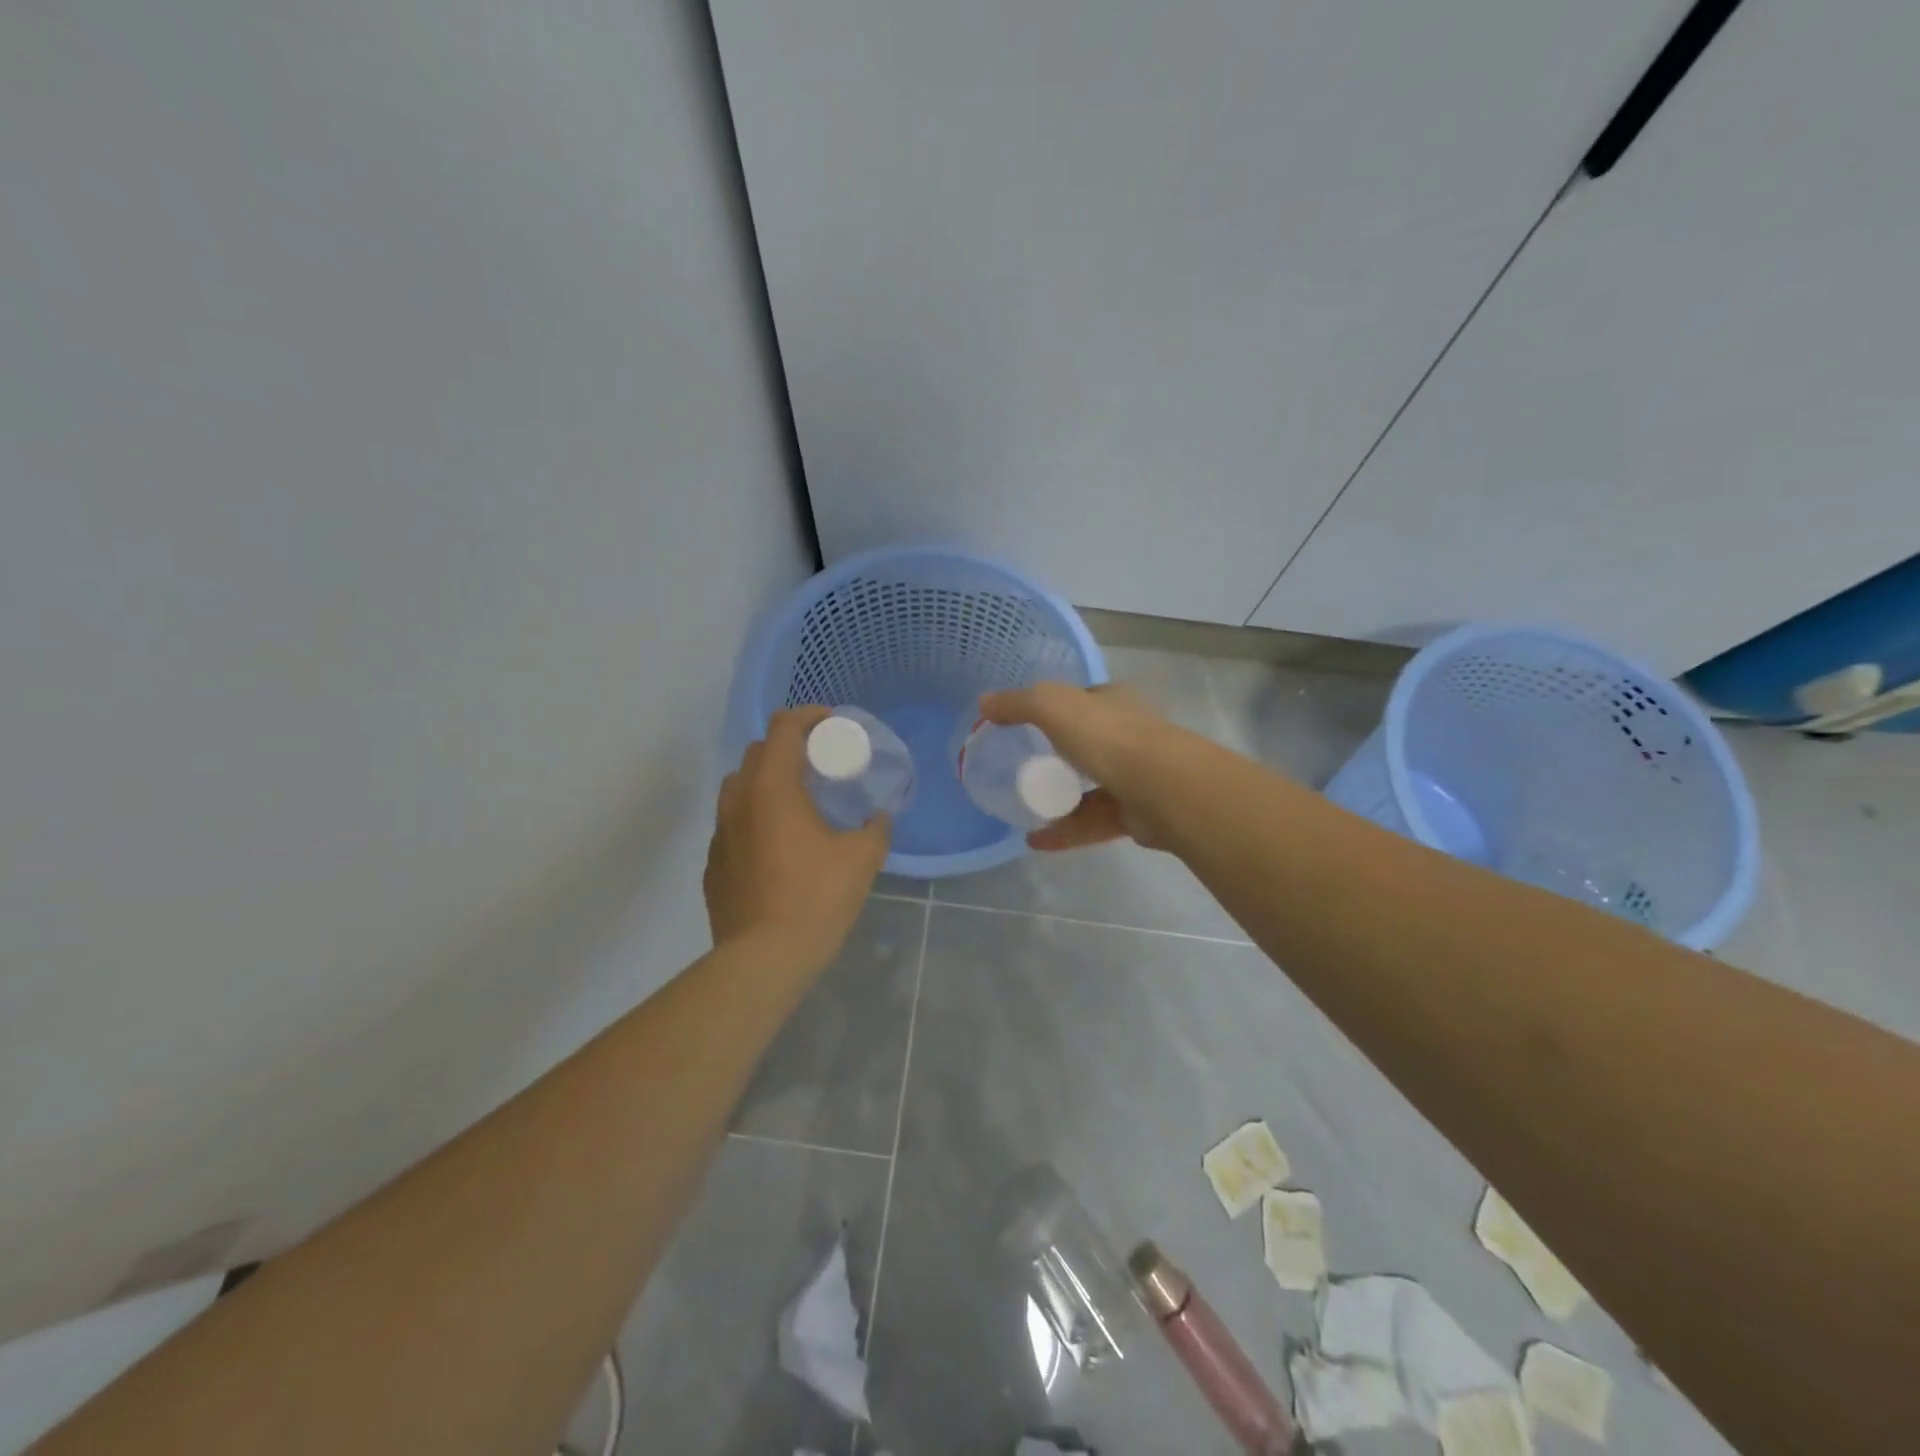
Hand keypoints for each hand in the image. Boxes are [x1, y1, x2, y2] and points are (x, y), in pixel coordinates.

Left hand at [705, 707, 890, 972]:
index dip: (808, 716)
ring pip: (739, 787)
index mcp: (772, 787)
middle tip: (819, 763)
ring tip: (796, 801)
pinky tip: (777, 844)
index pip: (783, 728)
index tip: (832, 723)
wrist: (763, 958)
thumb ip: (875, 829)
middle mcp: (738, 800)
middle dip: (788, 747)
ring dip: (767, 780)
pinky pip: (734, 823)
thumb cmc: (816, 897)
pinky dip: (755, 817)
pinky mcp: (713, 863)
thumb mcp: (861, 859)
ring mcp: (720, 832)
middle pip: (757, 752)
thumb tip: (878, 818)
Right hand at [976, 682, 1180, 850]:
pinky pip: (1093, 821)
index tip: (1026, 724)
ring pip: (1091, 787)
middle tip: (1022, 769)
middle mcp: (1129, 736)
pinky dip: (1065, 830)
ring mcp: (1135, 776)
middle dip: (1058, 755)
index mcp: (1114, 703)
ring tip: (1024, 809)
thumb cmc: (1108, 737)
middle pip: (1087, 744)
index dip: (1056, 708)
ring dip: (1059, 799)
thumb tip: (984, 702)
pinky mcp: (1136, 814)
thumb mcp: (1054, 706)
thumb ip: (1018, 703)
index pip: (1084, 700)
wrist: (1164, 789)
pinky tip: (1035, 841)